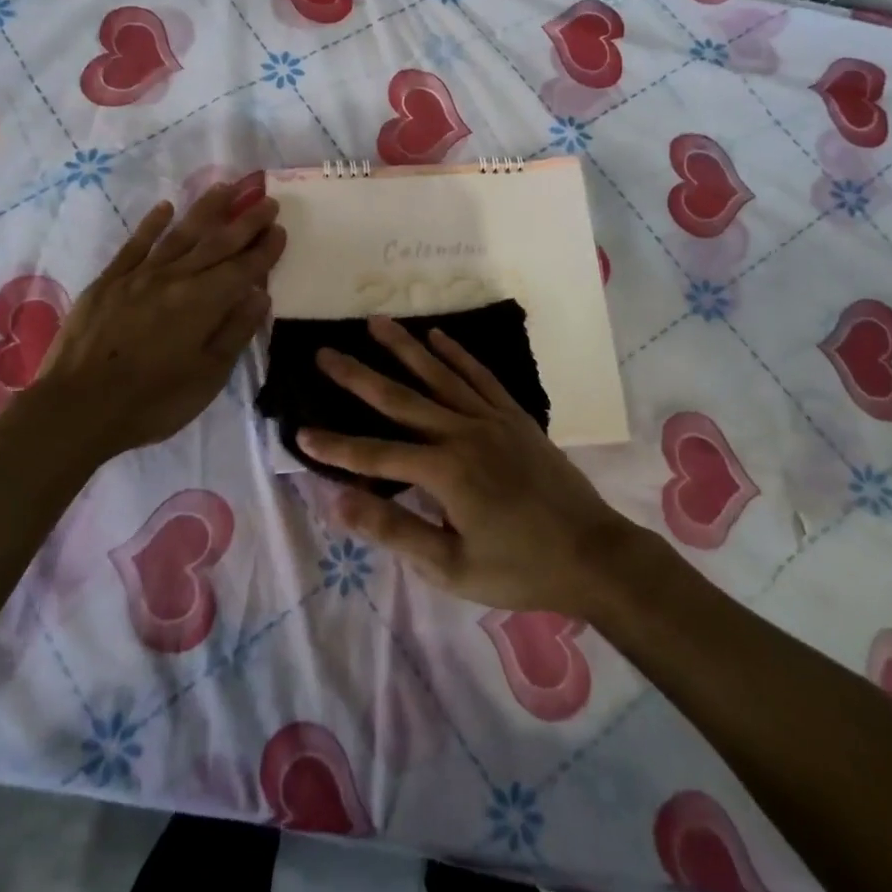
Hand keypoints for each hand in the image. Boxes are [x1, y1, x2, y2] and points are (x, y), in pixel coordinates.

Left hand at [31, 180, 285, 460]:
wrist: (76, 408)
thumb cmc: (152, 401)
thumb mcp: (207, 377)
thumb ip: (235, 332)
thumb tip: (259, 294)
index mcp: (203, 302)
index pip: (242, 269)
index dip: (264, 250)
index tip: (281, 229)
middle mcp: (175, 278)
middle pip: (216, 244)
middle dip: (245, 222)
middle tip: (266, 200)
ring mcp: (139, 276)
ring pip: (180, 234)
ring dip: (206, 210)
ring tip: (226, 187)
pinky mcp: (108, 281)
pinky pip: (135, 244)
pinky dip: (152, 224)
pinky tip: (165, 207)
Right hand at [296, 317, 637, 615]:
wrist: (593, 554)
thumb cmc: (519, 569)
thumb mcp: (452, 567)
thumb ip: (395, 531)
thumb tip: (339, 503)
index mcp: (445, 472)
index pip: (376, 456)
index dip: (336, 448)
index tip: (299, 433)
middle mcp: (463, 433)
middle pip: (400, 399)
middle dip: (358, 376)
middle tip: (325, 352)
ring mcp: (491, 418)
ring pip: (438, 375)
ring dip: (403, 348)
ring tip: (375, 322)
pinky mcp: (514, 415)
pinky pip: (479, 376)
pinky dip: (456, 354)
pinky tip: (436, 337)